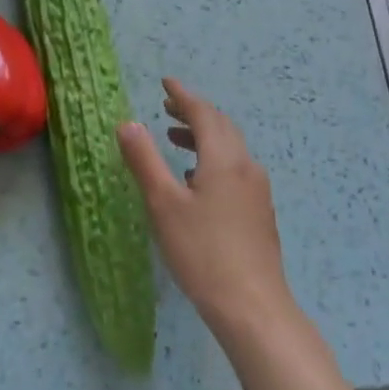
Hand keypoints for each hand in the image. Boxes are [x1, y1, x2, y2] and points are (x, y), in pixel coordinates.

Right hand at [118, 78, 293, 338]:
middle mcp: (246, 167)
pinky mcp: (259, 213)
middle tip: (168, 107)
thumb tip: (129, 123)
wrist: (252, 306)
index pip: (203, 114)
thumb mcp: (163, 203)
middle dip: (195, 113)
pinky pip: (236, 169)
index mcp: (224, 159)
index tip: (166, 83)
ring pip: (230, 149)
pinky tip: (197, 181)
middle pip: (221, 127)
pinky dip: (214, 159)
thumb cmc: (202, 251)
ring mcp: (257, 191)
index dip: (183, 96)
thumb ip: (144, 160)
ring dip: (204, 137)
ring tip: (176, 140)